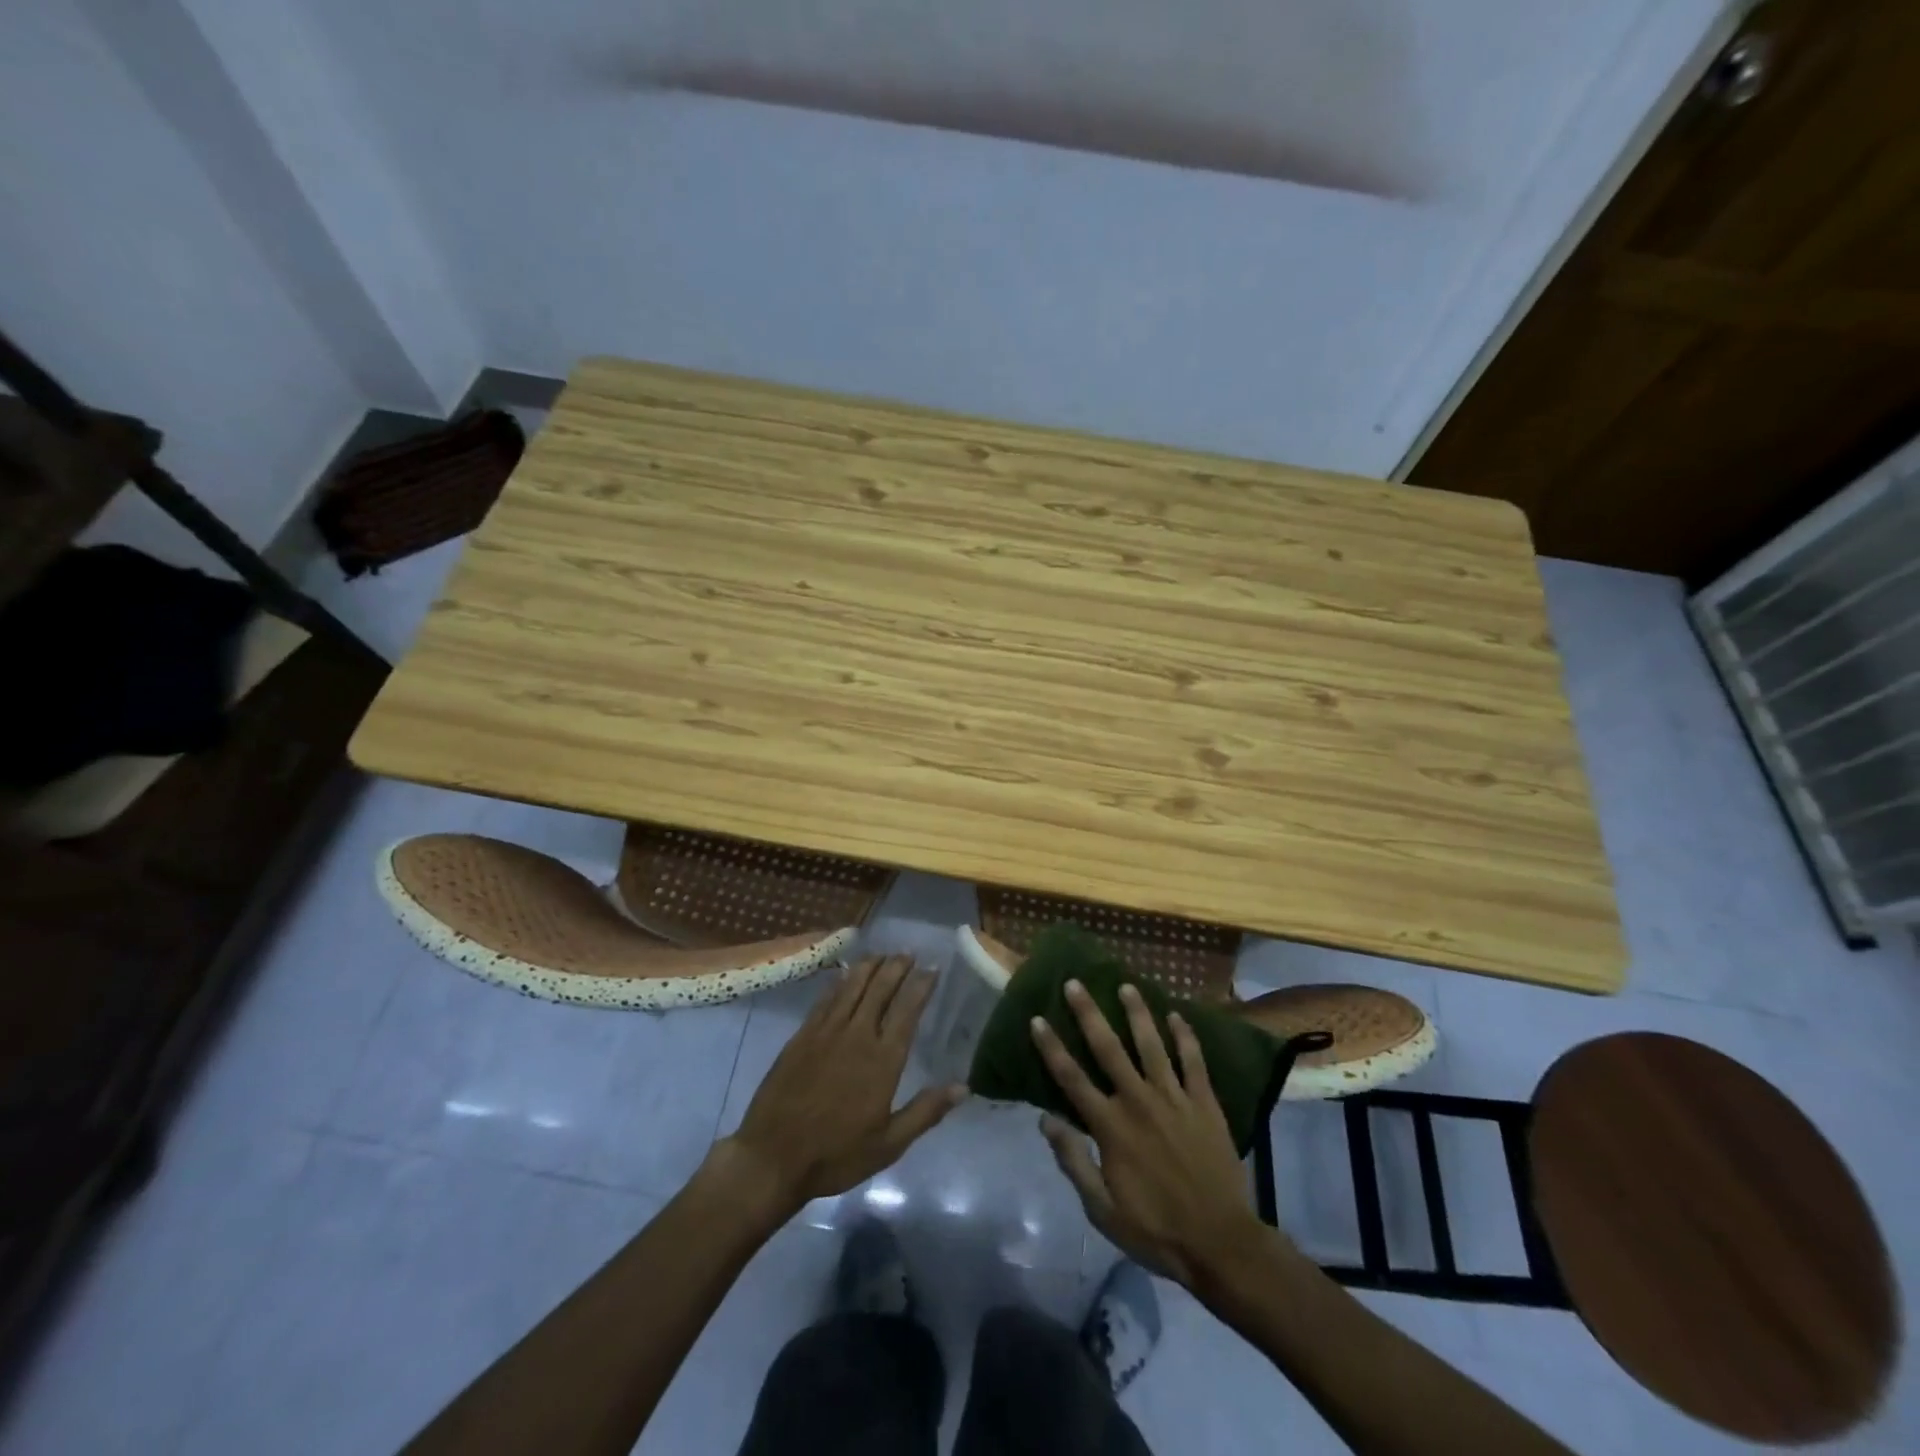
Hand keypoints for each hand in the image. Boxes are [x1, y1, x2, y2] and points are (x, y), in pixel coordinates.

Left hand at [719, 955, 965, 1214]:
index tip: (933, 968)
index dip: (921, 985)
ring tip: (882, 954)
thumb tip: (963, 1087)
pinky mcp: (802, 1036)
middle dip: (897, 967)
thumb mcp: (889, 1145)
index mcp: (883, 1060)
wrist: (773, 1158)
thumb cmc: (836, 1155)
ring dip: (869, 966)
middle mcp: (857, 1036)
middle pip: (880, 989)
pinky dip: (839, 982)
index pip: (907, 1011)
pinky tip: (845, 974)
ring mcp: (826, 1032)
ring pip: (852, 986)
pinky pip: (825, 999)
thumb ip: (926, 1112)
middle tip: (908, 954)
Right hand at [1033, 980, 1264, 1287]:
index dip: (1052, 1047)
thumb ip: (1073, 1161)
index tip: (1038, 1018)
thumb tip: (1046, 1120)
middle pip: (1108, 1048)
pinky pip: (1194, 1061)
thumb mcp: (1101, 1209)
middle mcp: (1139, 1101)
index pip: (1072, 1078)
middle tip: (1075, 983)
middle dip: (1089, 1014)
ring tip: (1126, 985)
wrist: (1220, 1243)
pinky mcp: (1205, 1104)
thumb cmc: (1155, 1230)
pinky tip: (1176, 1015)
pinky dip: (1185, 1036)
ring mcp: (1175, 1099)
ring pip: (1152, 1044)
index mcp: (1111, 1126)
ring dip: (1137, 1013)